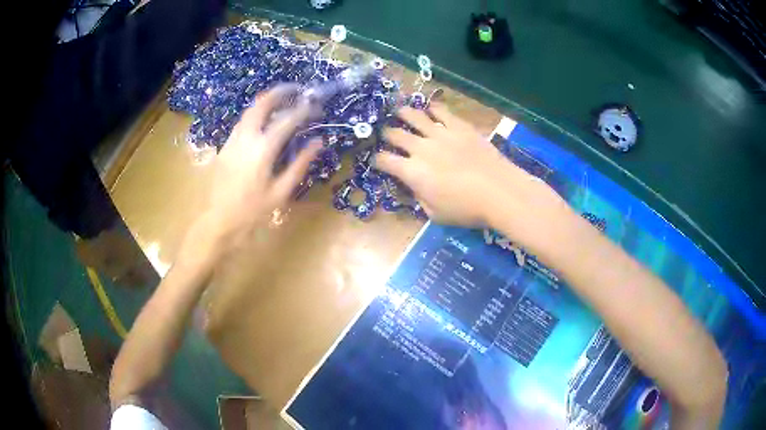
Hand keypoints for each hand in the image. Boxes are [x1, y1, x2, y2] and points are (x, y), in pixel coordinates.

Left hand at [182, 85, 320, 265]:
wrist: (218, 222)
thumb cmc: (252, 212)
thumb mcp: (281, 192)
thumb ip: (300, 164)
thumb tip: (318, 142)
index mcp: (262, 149)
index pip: (287, 120)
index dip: (304, 110)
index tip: (316, 107)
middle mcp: (245, 138)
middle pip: (262, 103)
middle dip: (280, 92)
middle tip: (296, 89)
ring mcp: (232, 140)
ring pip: (249, 111)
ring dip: (266, 102)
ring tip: (282, 101)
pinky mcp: (225, 147)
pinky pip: (242, 123)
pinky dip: (256, 115)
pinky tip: (264, 123)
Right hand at [374, 104, 569, 246]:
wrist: (499, 191)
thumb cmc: (467, 209)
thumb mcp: (435, 214)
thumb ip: (420, 198)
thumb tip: (414, 186)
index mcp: (412, 172)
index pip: (385, 160)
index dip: (377, 159)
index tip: (377, 160)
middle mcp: (421, 148)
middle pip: (395, 134)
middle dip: (386, 134)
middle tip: (386, 133)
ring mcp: (440, 134)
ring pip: (414, 116)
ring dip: (403, 113)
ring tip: (399, 111)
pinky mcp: (459, 126)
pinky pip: (441, 111)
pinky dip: (432, 108)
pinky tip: (430, 108)